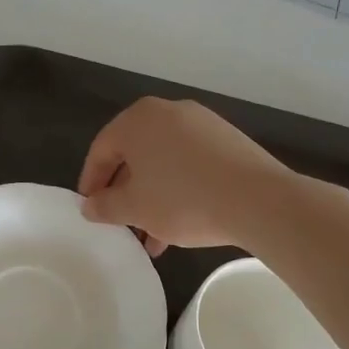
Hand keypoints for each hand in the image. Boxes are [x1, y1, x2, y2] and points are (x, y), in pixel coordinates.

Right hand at [77, 97, 286, 254]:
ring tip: (152, 236)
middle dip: (124, 193)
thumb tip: (89, 206)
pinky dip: (178, 189)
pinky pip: (189, 163)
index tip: (90, 211)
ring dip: (152, 197)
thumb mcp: (134, 208)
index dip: (91, 183)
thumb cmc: (183, 199)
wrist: (258, 200)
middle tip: (120, 223)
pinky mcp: (227, 140)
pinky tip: (181, 222)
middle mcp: (168, 112)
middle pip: (133, 155)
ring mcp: (201, 123)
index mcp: (137, 120)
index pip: (101, 151)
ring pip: (163, 162)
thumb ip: (104, 206)